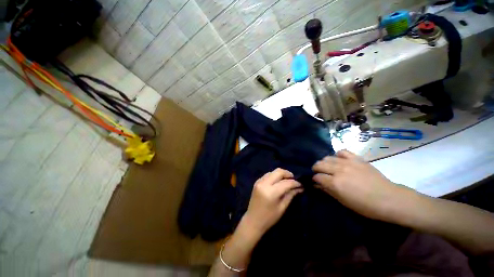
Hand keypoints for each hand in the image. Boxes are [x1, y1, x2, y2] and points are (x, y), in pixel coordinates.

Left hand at [244, 168, 302, 234]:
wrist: (252, 221)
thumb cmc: (269, 218)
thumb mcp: (282, 208)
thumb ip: (290, 195)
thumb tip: (299, 188)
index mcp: (271, 192)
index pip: (286, 183)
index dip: (295, 182)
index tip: (301, 184)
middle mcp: (264, 183)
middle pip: (278, 172)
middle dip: (288, 174)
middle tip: (294, 179)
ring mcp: (259, 181)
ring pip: (273, 172)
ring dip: (281, 174)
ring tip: (286, 181)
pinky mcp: (257, 182)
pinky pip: (267, 175)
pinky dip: (274, 176)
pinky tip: (278, 182)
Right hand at [312, 150, 410, 220]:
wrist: (389, 199)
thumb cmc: (365, 206)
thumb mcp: (343, 201)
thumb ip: (328, 191)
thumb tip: (316, 185)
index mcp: (335, 183)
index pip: (317, 177)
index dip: (314, 179)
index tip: (316, 182)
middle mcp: (338, 170)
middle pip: (319, 164)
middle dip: (316, 169)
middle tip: (319, 173)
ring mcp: (348, 163)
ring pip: (327, 157)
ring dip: (324, 162)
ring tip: (327, 167)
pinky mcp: (357, 159)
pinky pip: (342, 151)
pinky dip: (337, 155)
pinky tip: (339, 160)